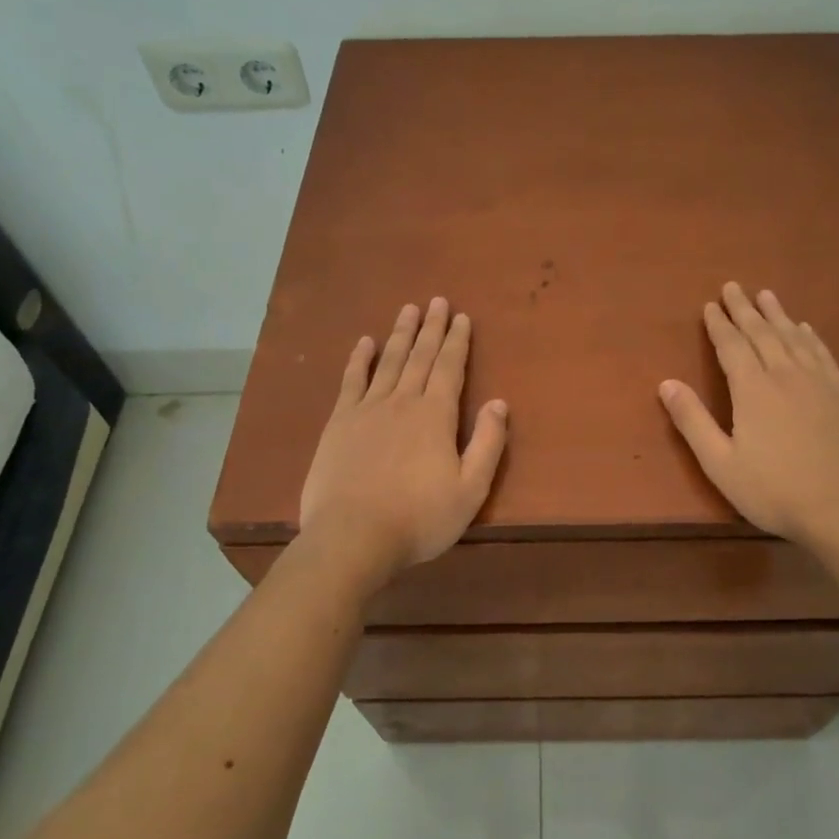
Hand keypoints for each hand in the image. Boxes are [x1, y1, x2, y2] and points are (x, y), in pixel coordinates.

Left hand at [299, 297, 507, 585]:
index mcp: (436, 415)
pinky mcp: (339, 423)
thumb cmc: (419, 518)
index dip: (457, 341)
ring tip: (408, 310)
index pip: (450, 367)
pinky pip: (352, 381)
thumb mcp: (470, 489)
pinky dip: (359, 359)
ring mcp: (368, 409)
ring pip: (388, 361)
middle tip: (437, 301)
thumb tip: (499, 402)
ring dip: (400, 334)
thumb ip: (488, 443)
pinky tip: (364, 342)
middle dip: (431, 328)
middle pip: (420, 356)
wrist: (353, 536)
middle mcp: (403, 401)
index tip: (461, 317)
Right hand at [659, 283, 838, 556]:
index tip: (710, 305)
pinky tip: (806, 329)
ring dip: (777, 314)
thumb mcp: (721, 464)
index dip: (719, 325)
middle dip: (744, 309)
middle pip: (762, 333)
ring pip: (793, 337)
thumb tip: (666, 383)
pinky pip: (822, 353)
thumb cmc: (776, 491)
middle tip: (733, 287)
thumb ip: (693, 422)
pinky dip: (810, 337)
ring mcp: (820, 382)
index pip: (731, 346)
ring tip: (766, 295)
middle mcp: (785, 375)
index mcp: (753, 389)